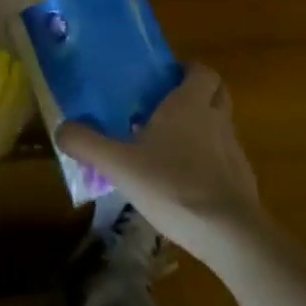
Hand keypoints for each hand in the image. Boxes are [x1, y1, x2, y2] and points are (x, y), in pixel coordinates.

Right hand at [55, 65, 260, 252]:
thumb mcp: (118, 164)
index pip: (201, 71)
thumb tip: (62, 129)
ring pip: (222, 126)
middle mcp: (216, 120)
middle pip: (218, 93)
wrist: (229, 236)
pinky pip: (226, 159)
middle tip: (168, 103)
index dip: (187, 69)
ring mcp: (234, 152)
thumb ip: (87, 143)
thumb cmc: (173, 185)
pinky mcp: (243, 182)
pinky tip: (187, 181)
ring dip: (204, 127)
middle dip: (198, 93)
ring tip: (172, 144)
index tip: (166, 76)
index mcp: (189, 105)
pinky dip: (211, 161)